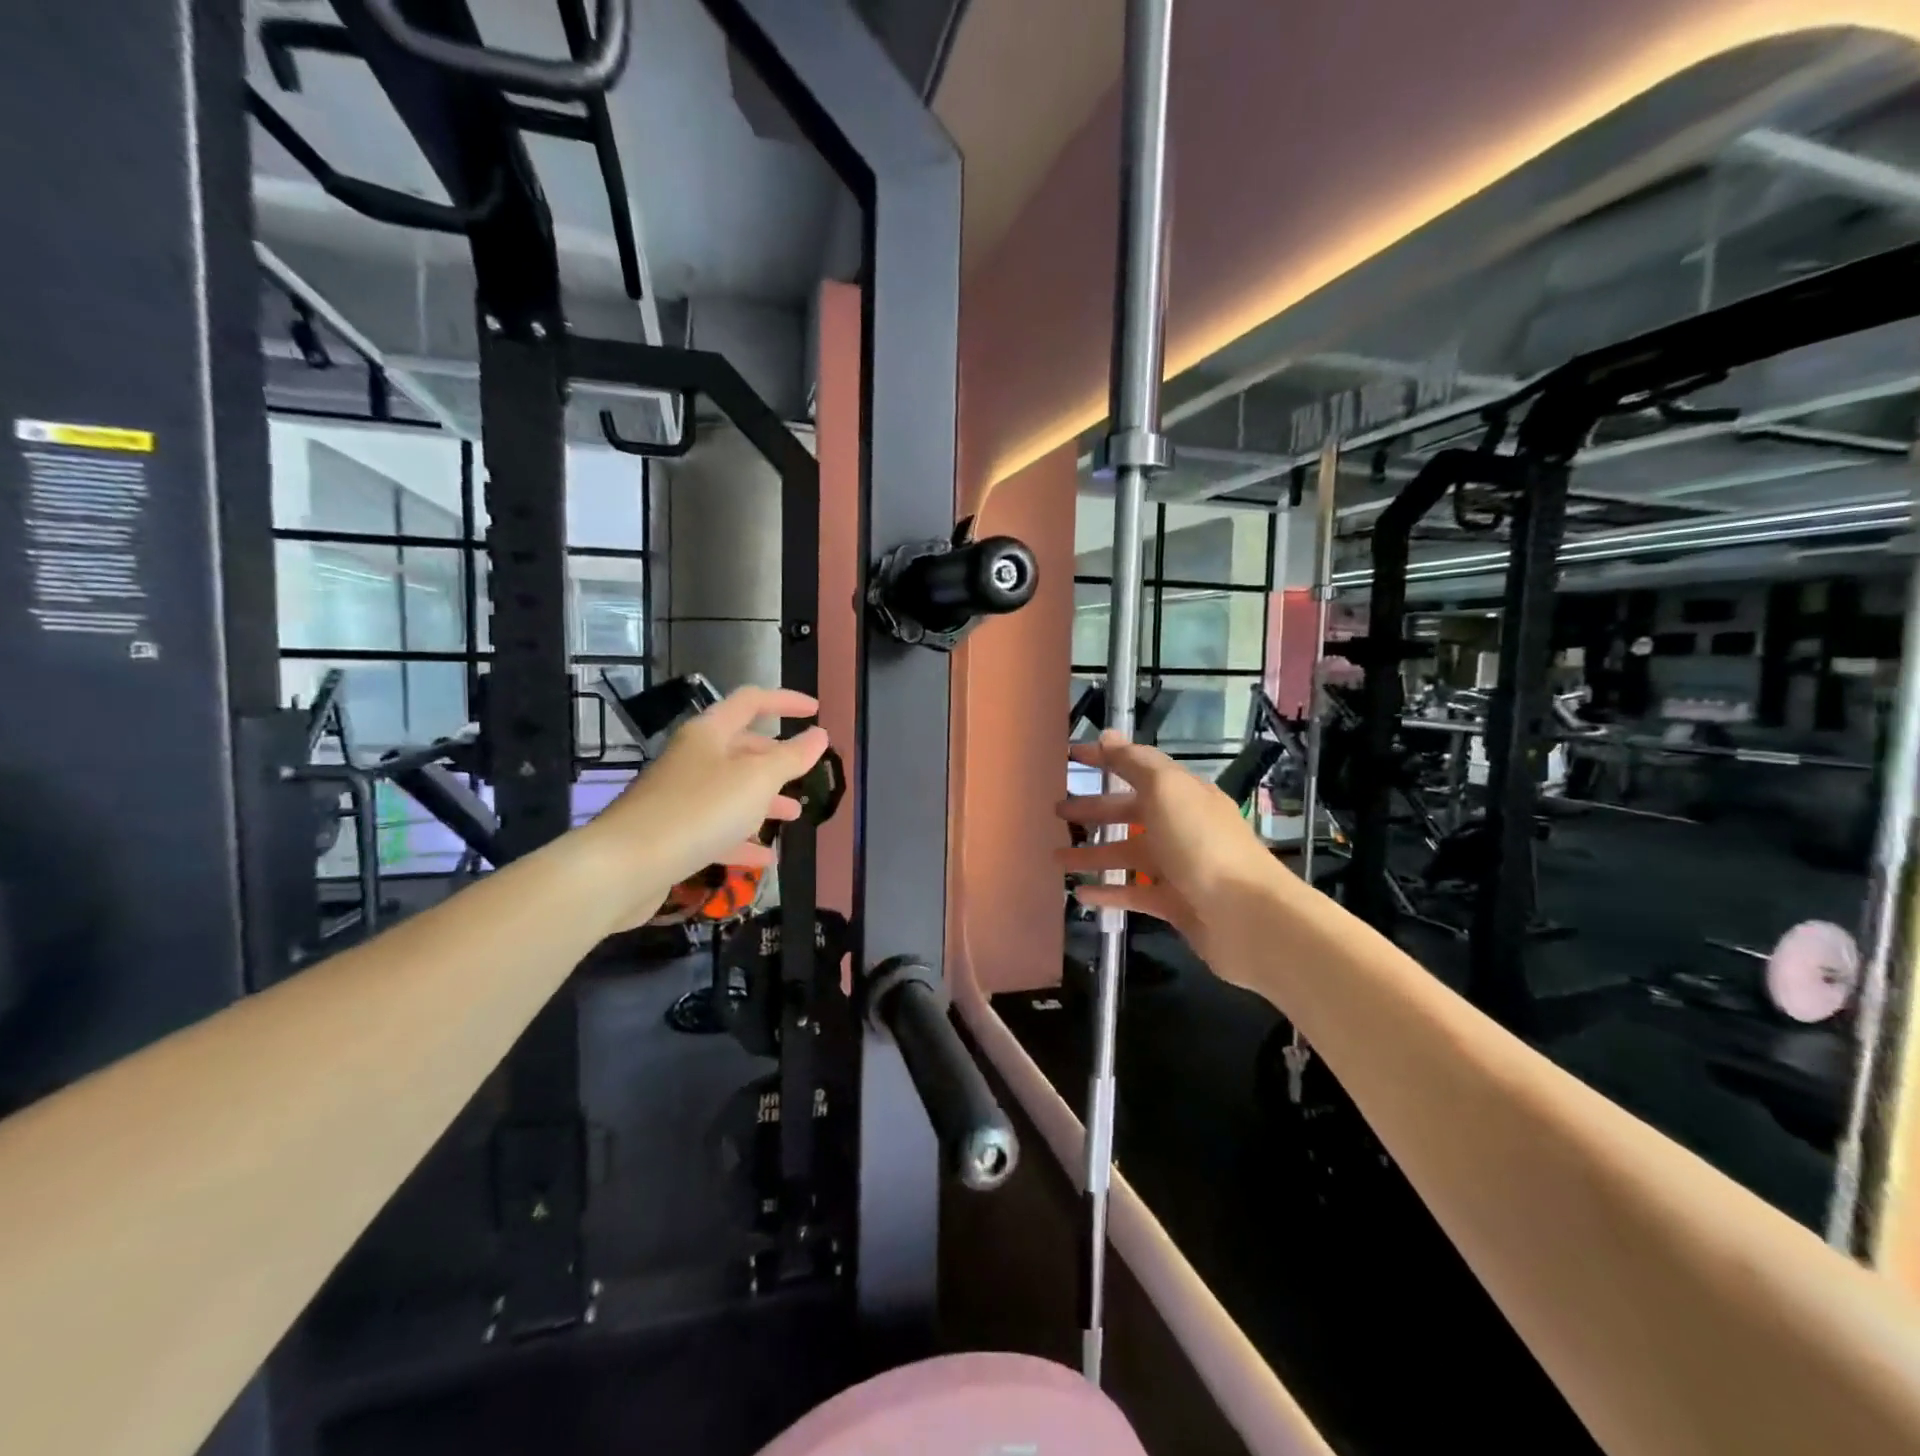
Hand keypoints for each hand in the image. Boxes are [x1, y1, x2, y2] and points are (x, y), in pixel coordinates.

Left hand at [590, 687, 829, 901]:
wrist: (625, 866)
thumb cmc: (699, 810)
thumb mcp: (757, 780)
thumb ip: (791, 757)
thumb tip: (819, 735)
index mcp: (710, 733)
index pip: (752, 701)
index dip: (785, 701)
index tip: (816, 711)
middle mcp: (693, 758)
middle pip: (741, 748)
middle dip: (777, 760)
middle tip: (805, 774)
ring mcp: (679, 796)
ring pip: (731, 791)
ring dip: (764, 801)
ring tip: (794, 816)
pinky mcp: (672, 833)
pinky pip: (715, 828)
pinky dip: (742, 838)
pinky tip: (764, 858)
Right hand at [1056, 732, 1287, 962]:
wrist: (1247, 917)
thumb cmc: (1202, 843)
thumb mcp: (1166, 790)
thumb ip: (1134, 763)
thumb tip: (1107, 735)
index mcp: (1181, 794)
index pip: (1137, 768)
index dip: (1105, 760)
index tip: (1070, 756)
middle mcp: (1180, 826)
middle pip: (1129, 812)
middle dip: (1093, 810)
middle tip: (1056, 812)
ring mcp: (1178, 867)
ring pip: (1127, 855)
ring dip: (1092, 854)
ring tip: (1055, 856)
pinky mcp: (1174, 904)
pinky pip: (1134, 893)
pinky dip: (1107, 892)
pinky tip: (1079, 894)